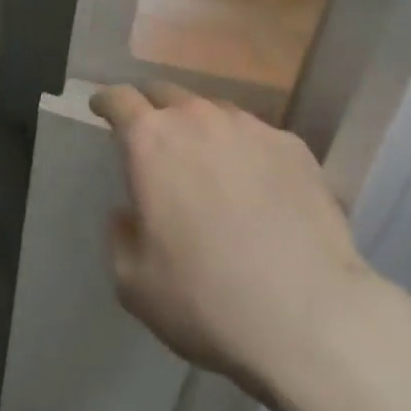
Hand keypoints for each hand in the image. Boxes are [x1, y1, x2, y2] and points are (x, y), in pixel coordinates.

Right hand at [90, 82, 385, 395]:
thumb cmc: (207, 300)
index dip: (106, 101)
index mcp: (151, 141)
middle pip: (165, 93)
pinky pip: (256, 136)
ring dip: (199, 126)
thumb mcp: (134, 283)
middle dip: (151, 107)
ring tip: (205, 159)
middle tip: (151, 133)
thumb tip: (129, 213)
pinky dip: (244, 150)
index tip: (100, 108)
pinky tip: (255, 184)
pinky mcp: (292, 145)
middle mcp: (198, 118)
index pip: (119, 99)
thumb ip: (121, 235)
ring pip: (213, 110)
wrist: (309, 317)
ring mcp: (250, 127)